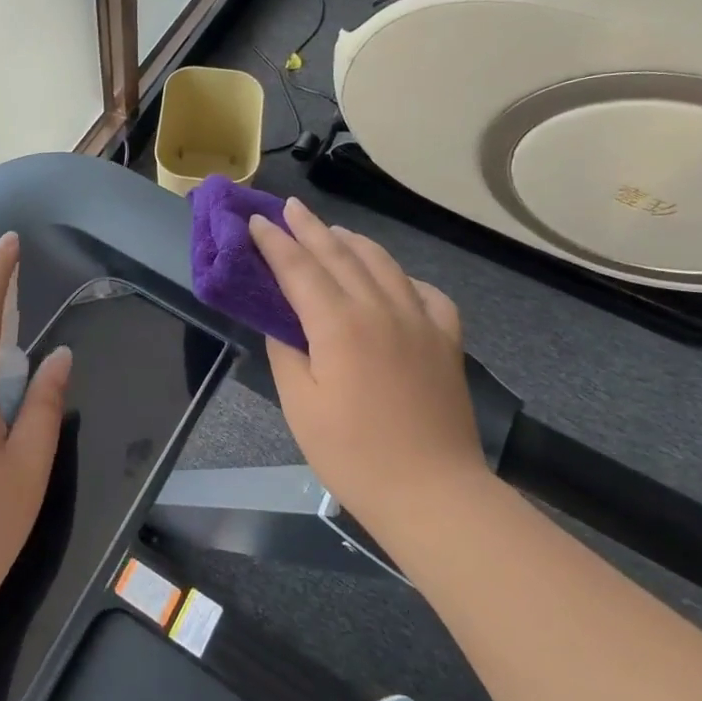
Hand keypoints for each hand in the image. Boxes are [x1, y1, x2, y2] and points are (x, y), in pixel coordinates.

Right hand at [248, 198, 487, 526]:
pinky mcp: (446, 340)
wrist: (433, 493)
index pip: (299, 269)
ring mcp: (419, 321)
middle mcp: (380, 308)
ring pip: (383, 263)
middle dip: (310, 228)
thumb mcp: (300, 405)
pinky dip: (403, 276)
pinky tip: (394, 279)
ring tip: (333, 231)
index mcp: (339, 324)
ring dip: (353, 241)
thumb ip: (287, 352)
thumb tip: (282, 322)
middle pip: (339, 255)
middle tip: (289, 207)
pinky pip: (426, 292)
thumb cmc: (354, 454)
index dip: (274, 243)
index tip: (255, 221)